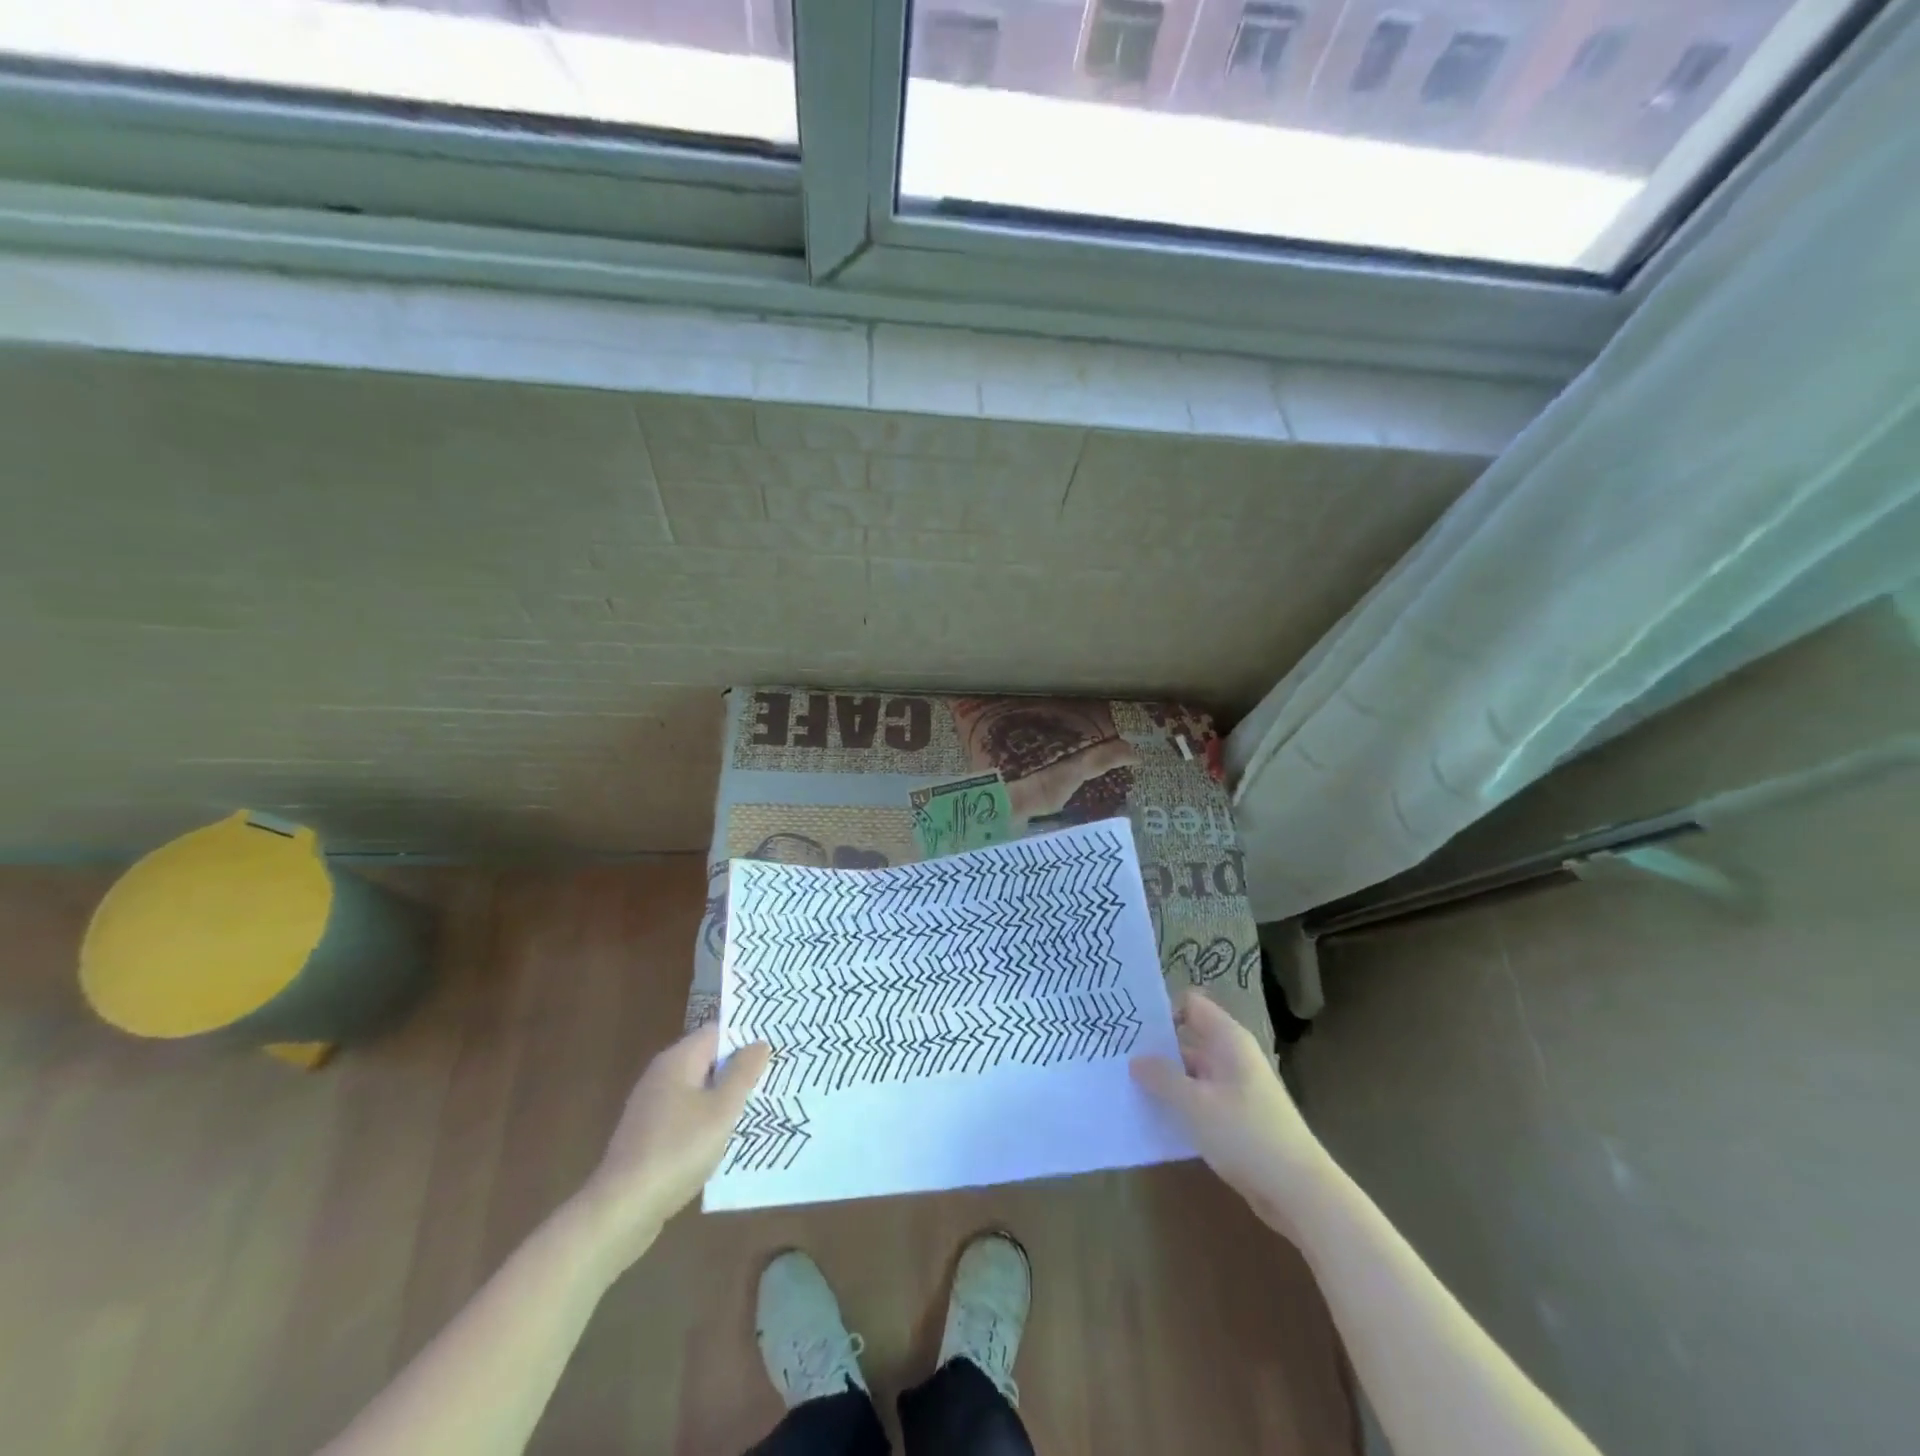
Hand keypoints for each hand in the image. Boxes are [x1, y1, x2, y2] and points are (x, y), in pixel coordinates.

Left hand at [576, 1023, 770, 1259]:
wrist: (622, 1209)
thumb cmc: (678, 1150)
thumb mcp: (721, 1110)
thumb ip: (742, 1073)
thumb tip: (758, 1043)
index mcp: (677, 1060)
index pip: (717, 1032)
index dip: (745, 1037)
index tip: (774, 1050)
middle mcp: (661, 1075)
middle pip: (707, 1059)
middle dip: (738, 1069)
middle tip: (773, 1078)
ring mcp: (652, 1105)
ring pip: (698, 1088)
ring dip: (724, 1096)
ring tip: (757, 1107)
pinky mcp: (648, 1134)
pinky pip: (686, 1113)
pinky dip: (706, 1118)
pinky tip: (724, 1138)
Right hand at [1131, 991, 1327, 1231]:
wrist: (1300, 1192)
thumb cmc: (1247, 1134)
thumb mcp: (1195, 1104)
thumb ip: (1162, 1077)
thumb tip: (1136, 1059)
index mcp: (1227, 1040)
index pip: (1191, 1005)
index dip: (1162, 1011)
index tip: (1130, 1028)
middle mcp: (1232, 1057)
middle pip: (1187, 1039)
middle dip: (1155, 1048)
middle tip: (1115, 1057)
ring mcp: (1235, 1089)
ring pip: (1191, 1073)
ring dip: (1164, 1080)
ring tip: (1125, 1087)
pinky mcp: (1236, 1119)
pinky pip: (1199, 1101)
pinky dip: (1179, 1105)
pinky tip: (1153, 1118)